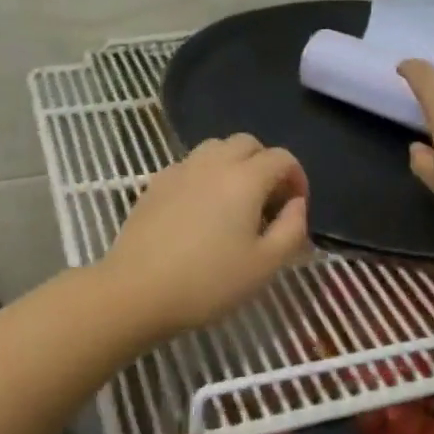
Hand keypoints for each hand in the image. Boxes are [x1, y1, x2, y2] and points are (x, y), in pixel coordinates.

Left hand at [100, 134, 310, 335]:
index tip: (296, 206)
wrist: (137, 290)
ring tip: (234, 201)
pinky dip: (205, 175)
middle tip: (268, 201)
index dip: (297, 177)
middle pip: (247, 143)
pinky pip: (189, 165)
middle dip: (265, 164)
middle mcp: (213, 162)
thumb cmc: (208, 282)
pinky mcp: (155, 182)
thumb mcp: (264, 265)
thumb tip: (296, 204)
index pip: (281, 158)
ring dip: (233, 164)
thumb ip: (291, 229)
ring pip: (215, 148)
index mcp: (245, 178)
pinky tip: (200, 209)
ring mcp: (180, 169)